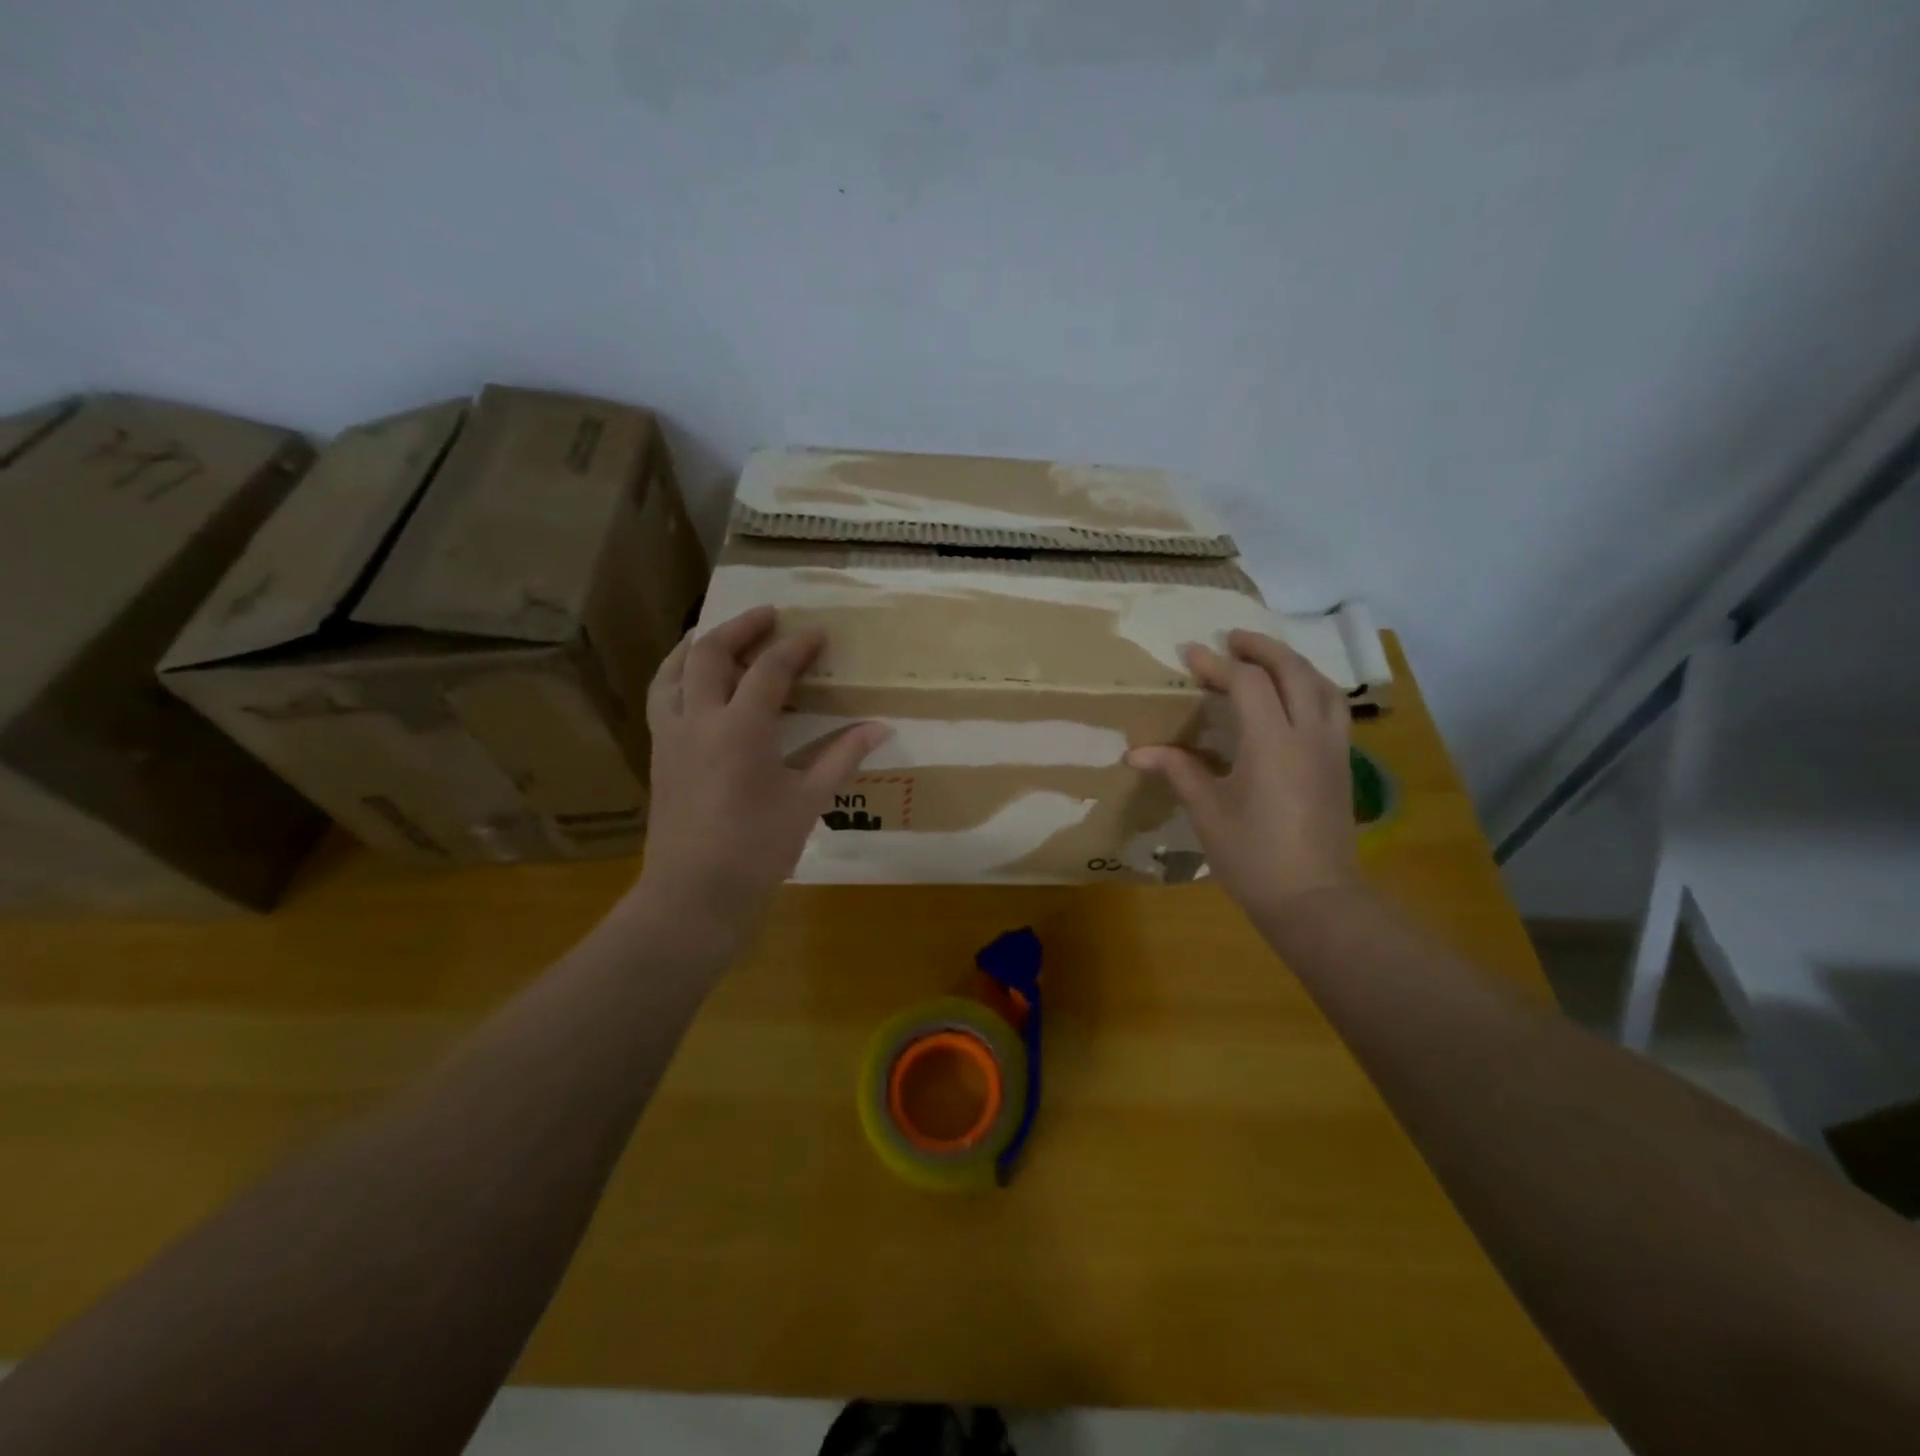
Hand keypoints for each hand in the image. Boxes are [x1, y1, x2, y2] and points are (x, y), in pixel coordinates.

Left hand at [631, 607, 888, 945]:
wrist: (694, 894)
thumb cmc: (757, 849)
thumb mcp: (807, 801)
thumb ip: (841, 757)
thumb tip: (880, 727)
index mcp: (741, 729)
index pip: (769, 670)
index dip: (796, 647)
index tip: (817, 632)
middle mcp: (699, 720)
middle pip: (710, 653)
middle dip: (741, 627)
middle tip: (769, 616)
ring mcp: (670, 736)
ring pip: (673, 671)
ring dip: (697, 644)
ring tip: (719, 633)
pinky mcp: (658, 755)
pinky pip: (662, 697)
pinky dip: (678, 675)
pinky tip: (694, 683)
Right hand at [1128, 630, 1359, 924]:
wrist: (1315, 900)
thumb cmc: (1253, 857)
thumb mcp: (1207, 812)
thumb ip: (1178, 770)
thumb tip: (1136, 752)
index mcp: (1272, 743)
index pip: (1247, 684)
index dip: (1217, 664)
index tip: (1190, 654)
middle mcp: (1308, 735)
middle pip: (1293, 670)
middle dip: (1262, 648)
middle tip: (1232, 639)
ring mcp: (1332, 749)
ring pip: (1322, 685)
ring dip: (1293, 663)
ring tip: (1266, 660)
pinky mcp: (1341, 765)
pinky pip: (1332, 708)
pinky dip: (1311, 688)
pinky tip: (1294, 700)